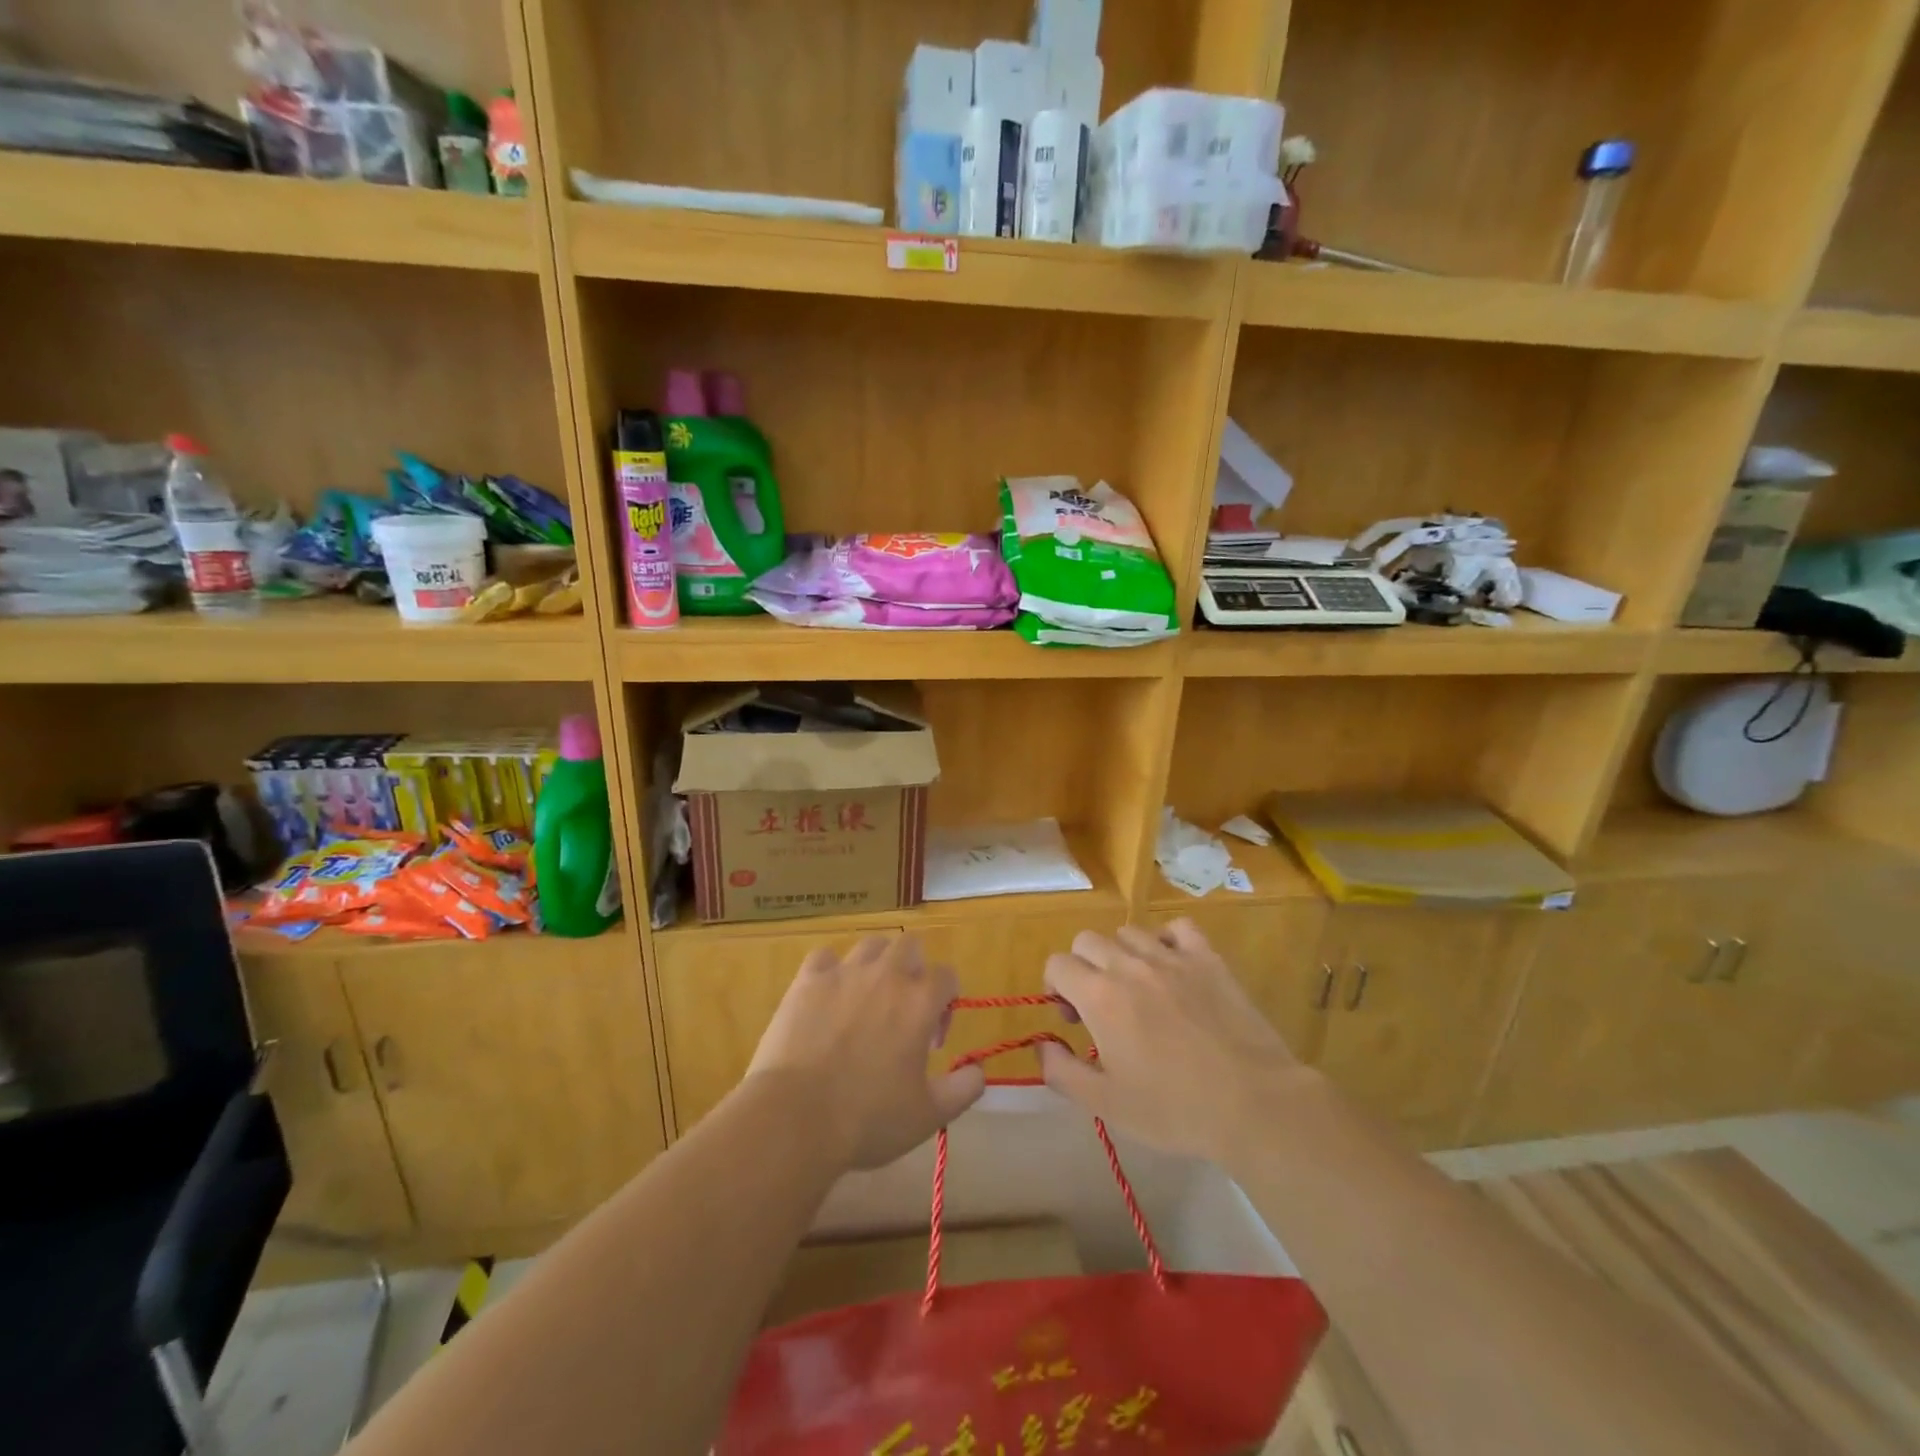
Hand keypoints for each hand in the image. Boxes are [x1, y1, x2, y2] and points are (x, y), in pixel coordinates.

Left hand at [747, 934, 985, 1170]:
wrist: (796, 1118)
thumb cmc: (868, 1118)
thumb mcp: (929, 1115)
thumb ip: (964, 1089)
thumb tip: (979, 1070)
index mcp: (920, 1001)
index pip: (947, 976)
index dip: (946, 1003)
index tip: (932, 1040)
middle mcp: (886, 975)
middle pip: (911, 947)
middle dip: (914, 972)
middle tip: (902, 1013)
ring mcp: (844, 972)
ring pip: (871, 945)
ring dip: (877, 965)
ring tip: (867, 1000)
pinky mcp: (807, 979)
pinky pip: (826, 957)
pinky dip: (832, 971)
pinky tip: (828, 998)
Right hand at [1040, 921, 1303, 1167]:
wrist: (1252, 1103)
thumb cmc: (1174, 1110)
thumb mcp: (1106, 1105)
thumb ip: (1062, 1072)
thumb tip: (1041, 1045)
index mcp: (1100, 996)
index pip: (1057, 964)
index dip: (1056, 988)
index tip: (1073, 1019)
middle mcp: (1130, 965)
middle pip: (1087, 941)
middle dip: (1083, 967)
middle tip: (1100, 1006)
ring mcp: (1172, 957)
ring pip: (1129, 932)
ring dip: (1121, 954)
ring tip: (1137, 988)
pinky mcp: (1208, 958)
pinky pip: (1178, 928)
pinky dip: (1168, 940)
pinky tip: (1173, 967)